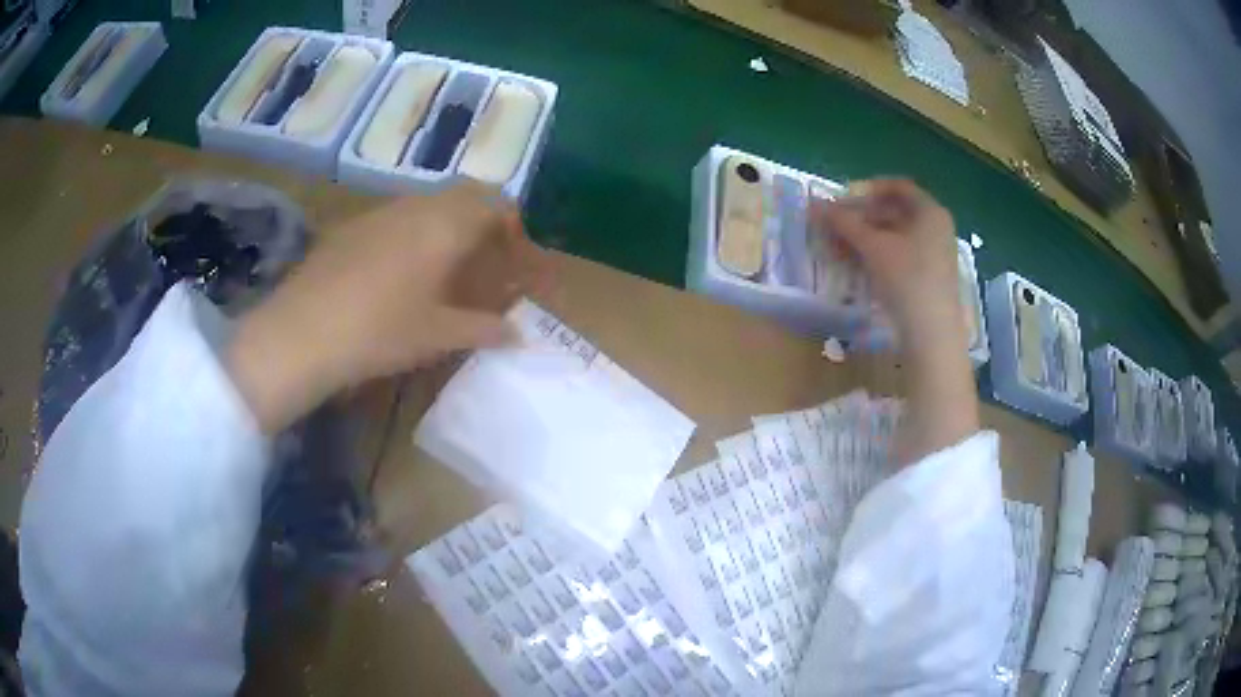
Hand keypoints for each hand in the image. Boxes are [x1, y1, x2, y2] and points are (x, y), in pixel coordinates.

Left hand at [227, 182, 547, 432]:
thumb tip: (520, 334)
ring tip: (443, 266)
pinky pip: (395, 216)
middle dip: (480, 217)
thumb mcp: (438, 336)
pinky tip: (397, 273)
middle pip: (462, 192)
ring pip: (426, 202)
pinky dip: (412, 232)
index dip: (511, 222)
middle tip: (483, 257)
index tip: (514, 254)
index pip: (493, 201)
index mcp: (444, 225)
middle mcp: (414, 206)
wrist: (301, 334)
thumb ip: (484, 329)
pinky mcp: (350, 227)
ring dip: (445, 223)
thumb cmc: (379, 332)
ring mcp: (378, 212)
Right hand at [816, 179, 977, 463]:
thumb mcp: (872, 247)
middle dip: (862, 216)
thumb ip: (844, 223)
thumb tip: (813, 205)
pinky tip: (859, 266)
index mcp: (930, 211)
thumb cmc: (907, 279)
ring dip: (867, 237)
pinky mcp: (931, 277)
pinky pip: (902, 254)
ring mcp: (936, 253)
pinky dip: (879, 255)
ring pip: (896, 235)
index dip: (866, 189)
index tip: (841, 202)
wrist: (933, 334)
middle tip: (835, 227)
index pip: (896, 186)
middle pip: (895, 211)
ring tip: (840, 248)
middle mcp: (937, 227)